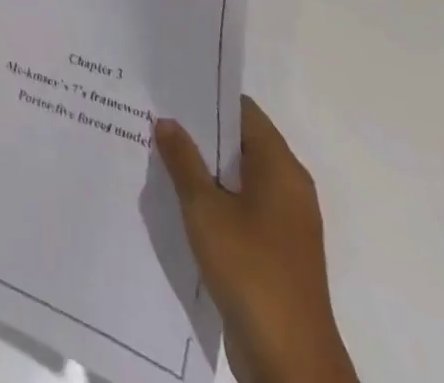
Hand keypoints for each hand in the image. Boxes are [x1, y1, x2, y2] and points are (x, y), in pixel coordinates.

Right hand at [154, 99, 356, 382]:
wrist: (290, 363)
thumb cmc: (250, 270)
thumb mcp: (205, 209)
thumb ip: (183, 160)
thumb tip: (167, 121)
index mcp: (281, 168)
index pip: (242, 111)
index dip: (206, 97)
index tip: (169, 88)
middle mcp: (288, 188)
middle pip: (239, 143)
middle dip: (198, 132)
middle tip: (153, 115)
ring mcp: (283, 223)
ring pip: (236, 178)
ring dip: (202, 168)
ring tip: (156, 151)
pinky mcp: (273, 252)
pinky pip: (239, 208)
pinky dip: (211, 198)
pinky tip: (176, 198)